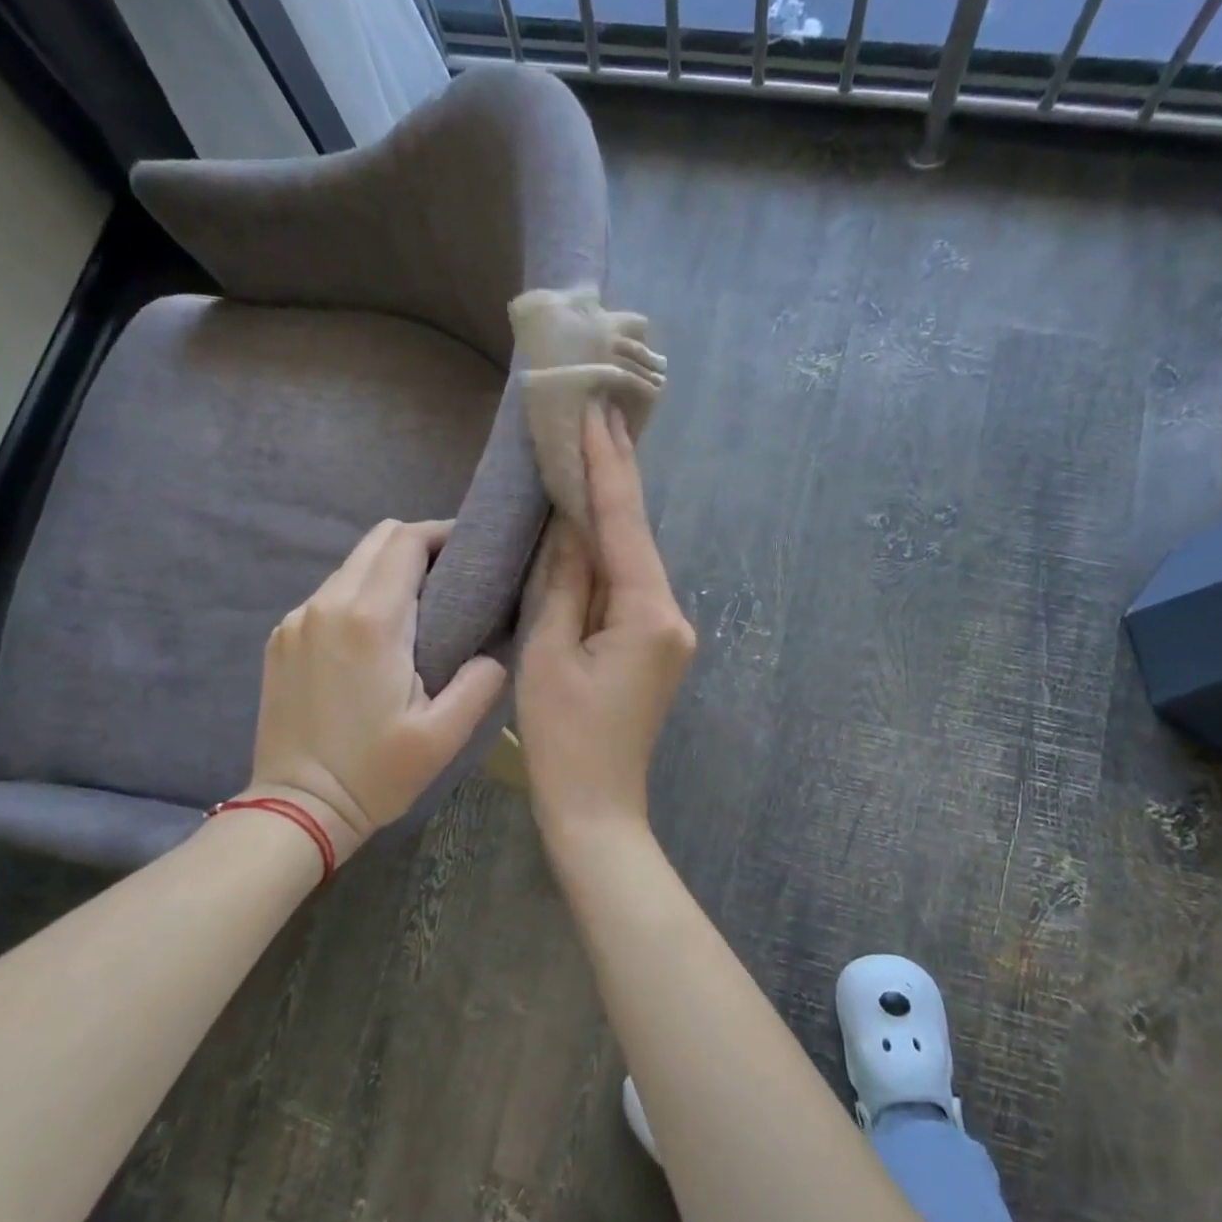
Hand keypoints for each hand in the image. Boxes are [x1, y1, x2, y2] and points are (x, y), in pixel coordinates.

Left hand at [245, 519, 508, 858]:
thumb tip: (495, 649)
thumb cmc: (374, 773)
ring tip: (421, 604)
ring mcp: (296, 619)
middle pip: (376, 541)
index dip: (442, 533)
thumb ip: (480, 681)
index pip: (406, 542)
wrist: (296, 809)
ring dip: (388, 570)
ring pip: (351, 566)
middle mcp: (326, 604)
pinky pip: (328, 594)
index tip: (472, 550)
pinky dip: (360, 594)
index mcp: (370, 621)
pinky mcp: (281, 638)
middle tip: (453, 574)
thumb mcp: (444, 736)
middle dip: (418, 544)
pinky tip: (378, 633)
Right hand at [518, 406, 695, 848]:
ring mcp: (668, 633)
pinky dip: (606, 559)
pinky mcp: (655, 647)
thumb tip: (570, 526)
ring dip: (607, 518)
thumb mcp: (550, 654)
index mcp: (648, 613)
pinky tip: (587, 527)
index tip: (601, 411)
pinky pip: (628, 589)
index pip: (624, 524)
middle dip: (613, 480)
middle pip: (634, 538)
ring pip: (631, 563)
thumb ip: (563, 583)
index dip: (609, 467)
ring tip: (587, 454)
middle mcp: (671, 615)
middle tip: (598, 416)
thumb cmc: (563, 739)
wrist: (596, 809)